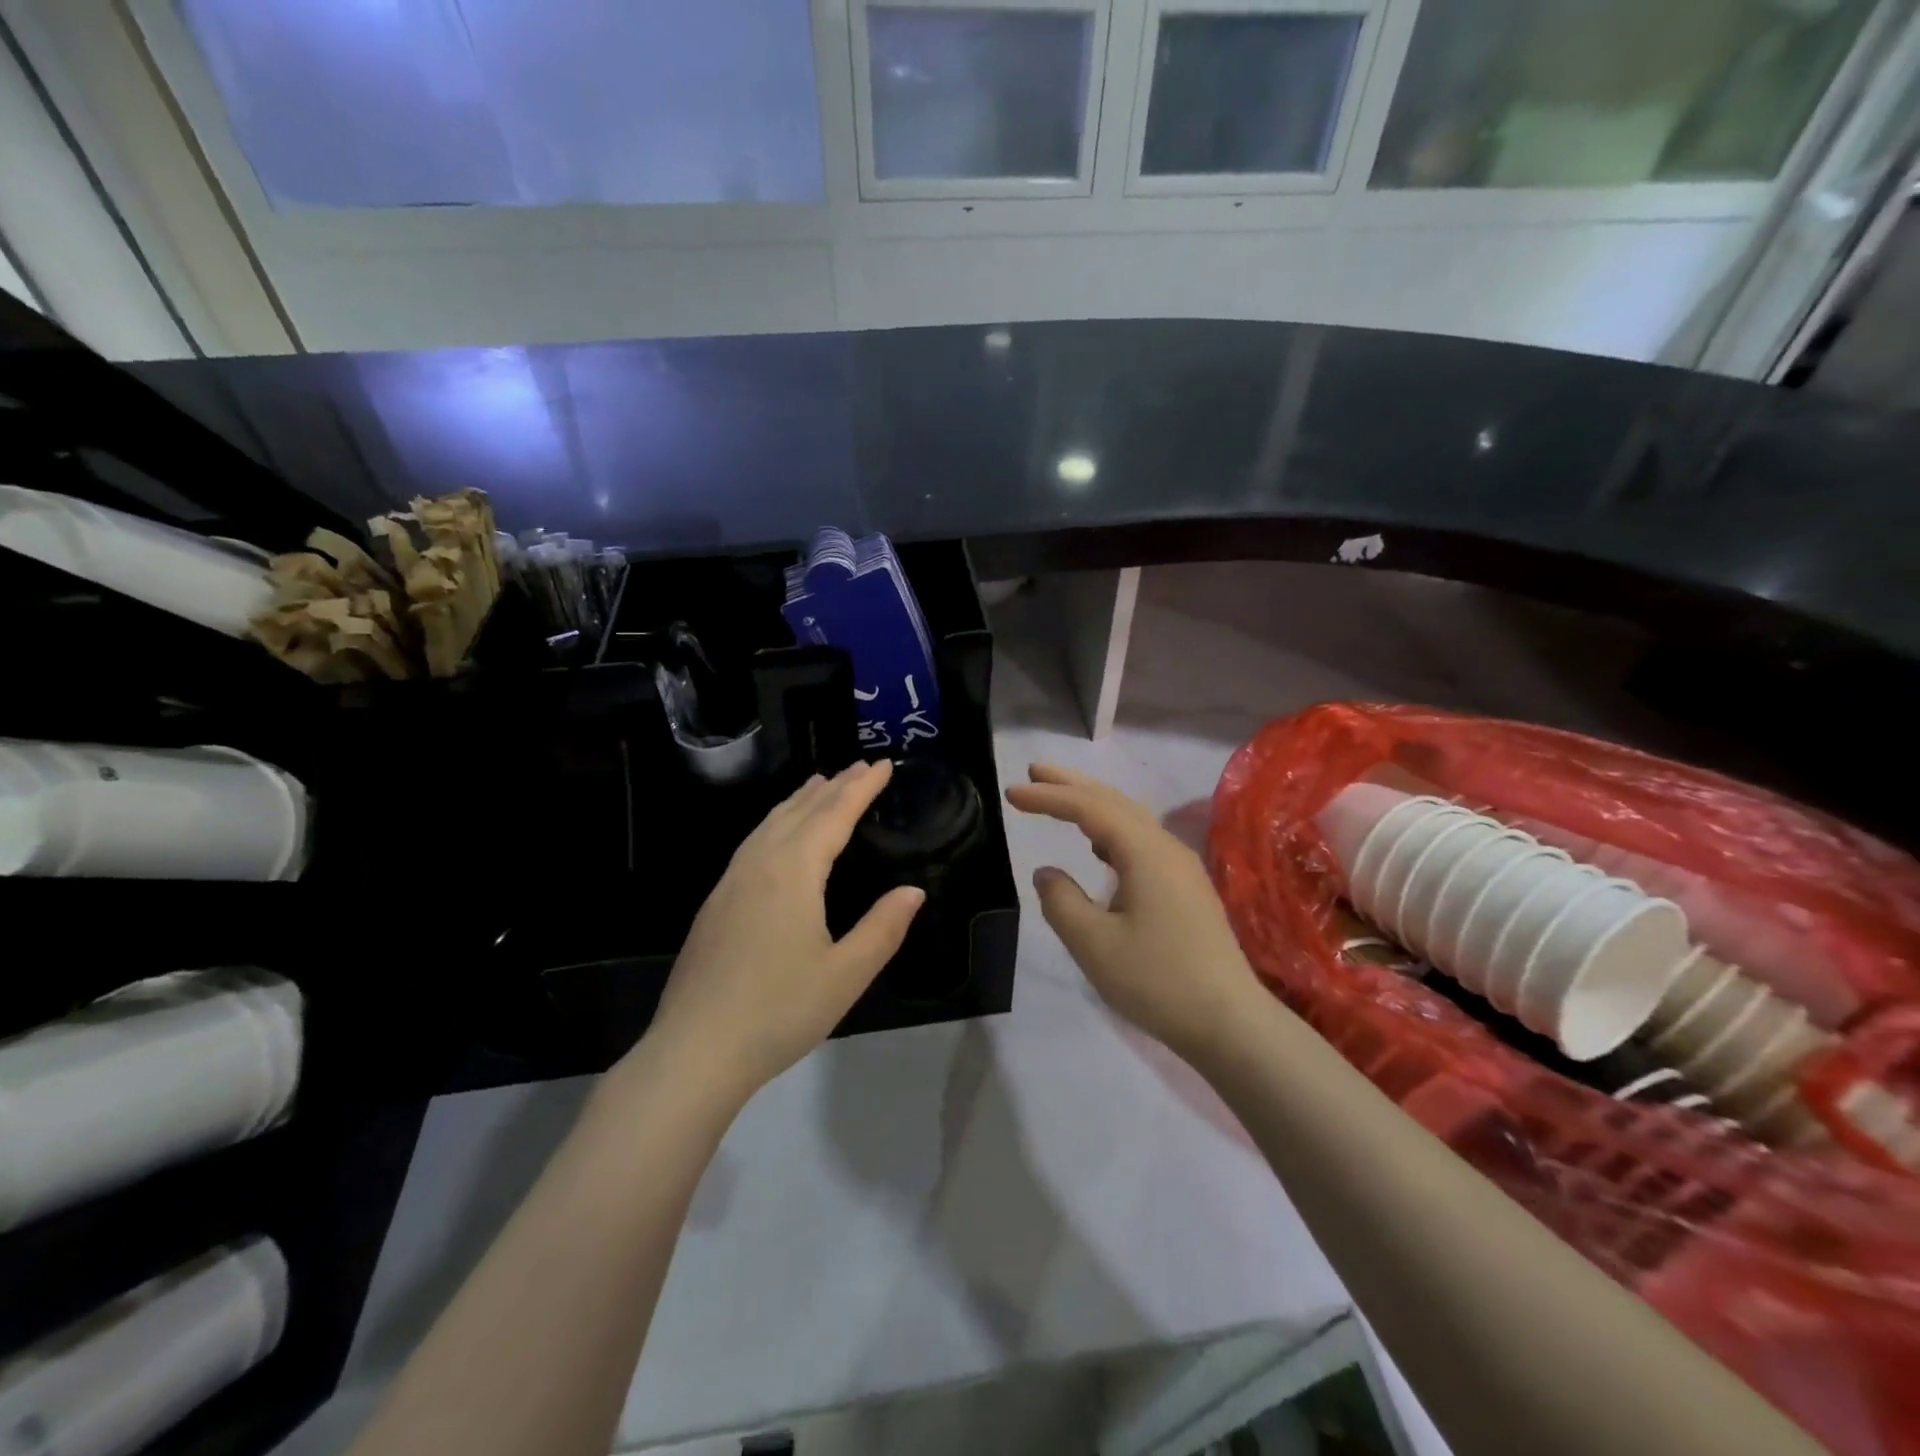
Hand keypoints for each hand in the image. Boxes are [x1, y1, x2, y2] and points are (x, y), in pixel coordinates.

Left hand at [644, 761, 924, 1101]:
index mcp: (793, 871)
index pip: (834, 815)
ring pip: (770, 823)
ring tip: (821, 785)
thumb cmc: (779, 1011)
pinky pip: (753, 842)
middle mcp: (759, 864)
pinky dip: (776, 822)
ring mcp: (730, 882)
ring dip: (800, 800)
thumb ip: (883, 927)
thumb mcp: (846, 974)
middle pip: (800, 810)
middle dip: (834, 786)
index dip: (861, 788)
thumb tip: (913, 890)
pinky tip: (778, 835)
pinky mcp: (716, 903)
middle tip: (861, 766)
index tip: (884, 764)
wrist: (695, 1051)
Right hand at [1006, 764, 1261, 1063]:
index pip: (1089, 808)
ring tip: (1059, 800)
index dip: (1049, 797)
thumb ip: (1061, 902)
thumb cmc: (1158, 981)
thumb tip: (1047, 873)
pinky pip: (1142, 841)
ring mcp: (1181, 867)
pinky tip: (1099, 848)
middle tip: (1034, 769)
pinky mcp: (1186, 888)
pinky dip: (1111, 831)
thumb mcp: (1094, 944)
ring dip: (1093, 804)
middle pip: (1114, 801)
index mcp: (1145, 853)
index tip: (1012, 792)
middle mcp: (1166, 848)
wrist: (1230, 1023)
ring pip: (1131, 819)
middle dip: (1072, 784)